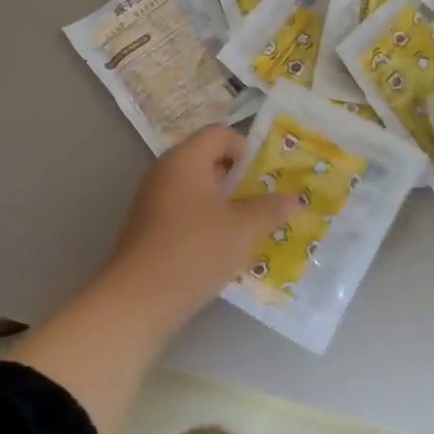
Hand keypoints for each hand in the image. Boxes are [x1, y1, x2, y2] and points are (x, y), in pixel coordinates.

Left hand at [99, 125, 300, 323]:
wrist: (138, 299)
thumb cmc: (195, 250)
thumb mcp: (242, 229)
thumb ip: (270, 209)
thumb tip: (295, 198)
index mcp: (185, 159)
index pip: (219, 133)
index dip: (246, 149)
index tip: (266, 177)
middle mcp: (165, 172)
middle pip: (208, 161)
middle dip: (240, 180)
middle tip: (267, 202)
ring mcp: (152, 201)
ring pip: (197, 190)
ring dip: (225, 205)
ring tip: (251, 228)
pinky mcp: (148, 228)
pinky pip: (184, 213)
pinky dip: (206, 223)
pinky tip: (223, 250)